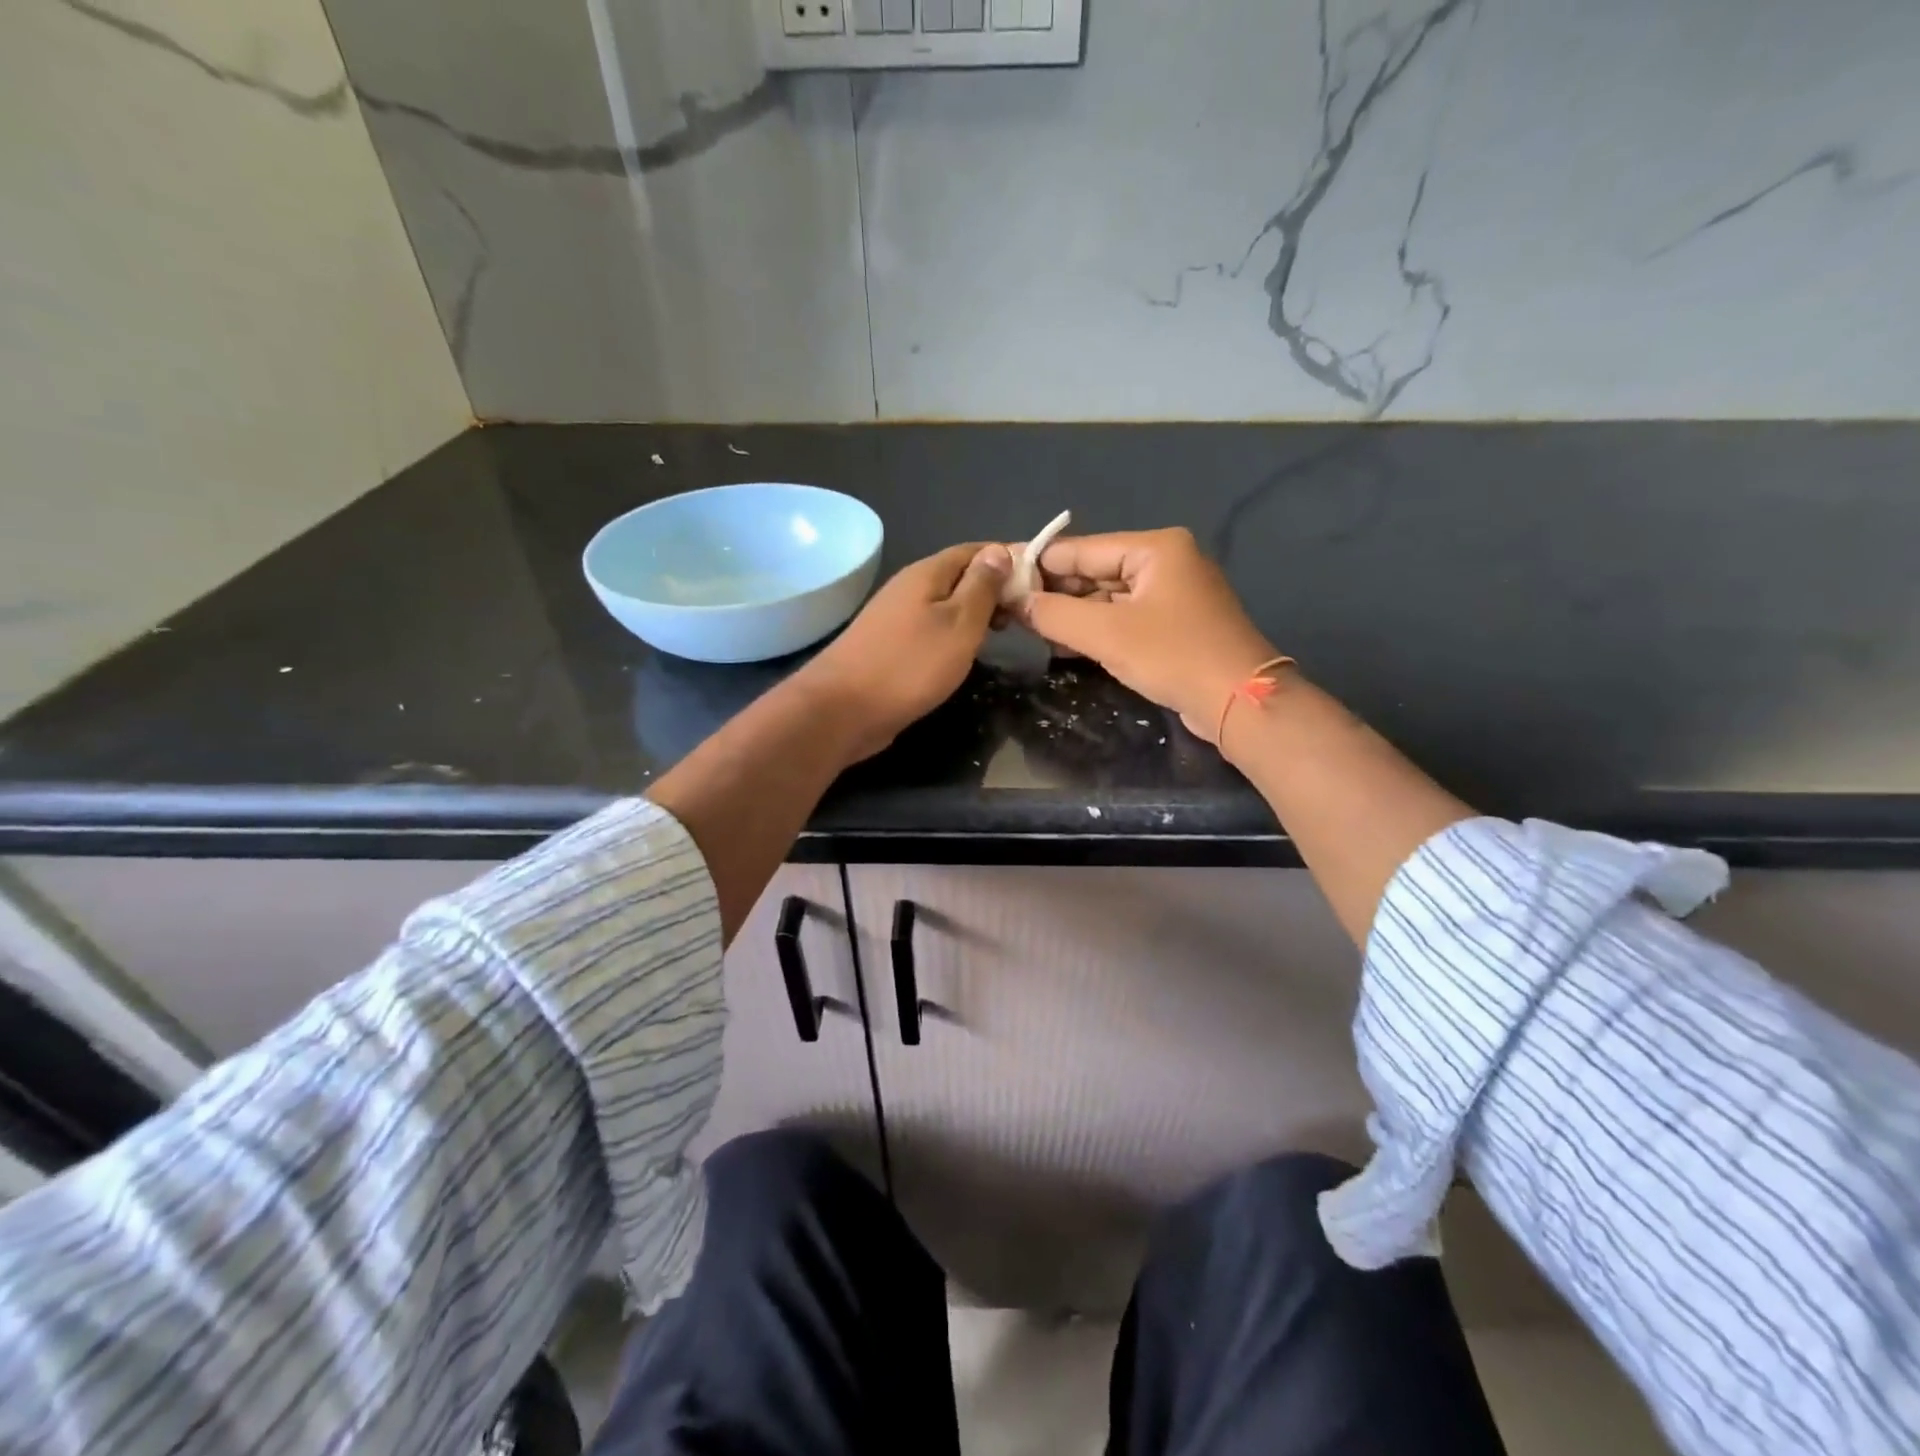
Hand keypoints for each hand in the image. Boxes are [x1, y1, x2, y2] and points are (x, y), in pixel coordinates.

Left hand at [795, 542, 1011, 762]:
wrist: (843, 709)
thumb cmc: (910, 665)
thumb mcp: (959, 623)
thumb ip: (981, 588)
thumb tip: (999, 551)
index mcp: (926, 574)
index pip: (974, 551)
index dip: (1007, 559)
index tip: (1038, 581)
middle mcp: (908, 588)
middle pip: (959, 577)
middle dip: (992, 589)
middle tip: (1023, 615)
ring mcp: (894, 618)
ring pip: (944, 605)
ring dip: (973, 614)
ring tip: (1001, 634)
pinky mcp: (888, 647)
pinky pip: (930, 629)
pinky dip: (953, 635)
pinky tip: (964, 654)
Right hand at [1013, 528, 1278, 744]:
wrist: (1240, 701)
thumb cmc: (1173, 656)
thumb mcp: (1106, 633)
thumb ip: (1055, 614)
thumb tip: (1016, 602)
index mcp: (1155, 548)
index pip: (1081, 549)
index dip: (1039, 566)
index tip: (1001, 582)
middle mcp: (1166, 561)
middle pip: (1095, 571)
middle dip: (1055, 593)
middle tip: (1011, 611)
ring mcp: (1173, 593)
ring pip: (1108, 597)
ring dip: (1073, 614)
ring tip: (1029, 629)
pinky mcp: (1176, 624)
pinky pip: (1125, 618)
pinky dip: (1097, 629)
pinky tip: (1065, 644)